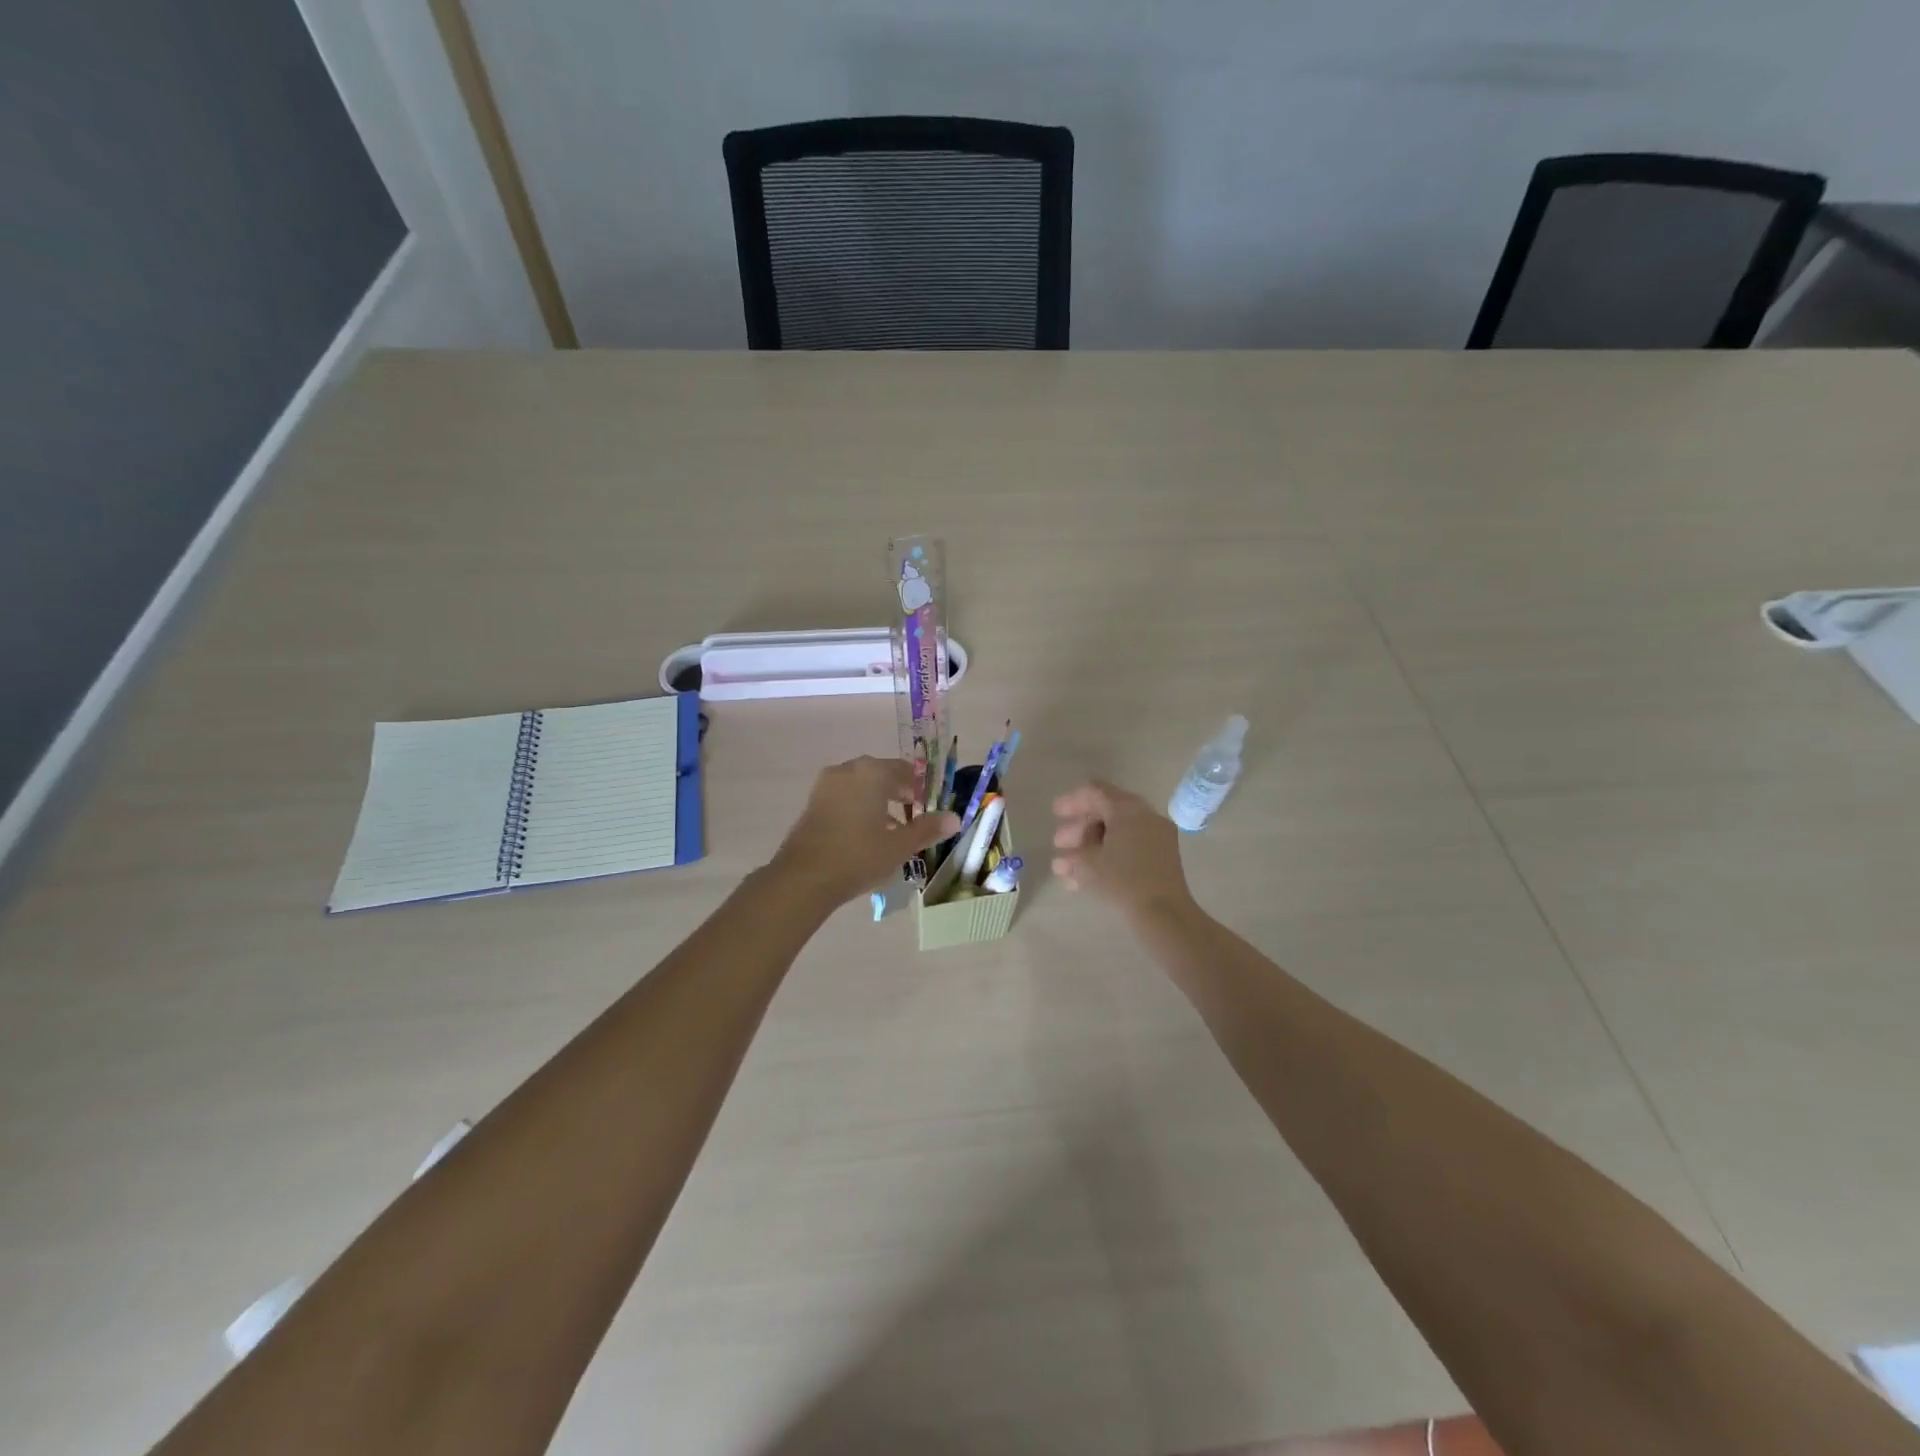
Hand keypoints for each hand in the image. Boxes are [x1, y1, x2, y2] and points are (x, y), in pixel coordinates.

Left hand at [769, 757, 958, 907]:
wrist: (803, 878)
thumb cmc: (858, 856)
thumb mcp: (900, 846)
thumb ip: (928, 829)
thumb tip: (955, 818)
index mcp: (872, 772)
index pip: (904, 770)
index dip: (920, 786)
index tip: (929, 805)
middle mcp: (847, 770)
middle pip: (881, 775)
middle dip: (899, 793)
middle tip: (913, 816)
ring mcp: (826, 785)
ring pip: (861, 786)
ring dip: (878, 802)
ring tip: (892, 829)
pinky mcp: (812, 803)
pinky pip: (844, 797)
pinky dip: (858, 808)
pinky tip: (866, 834)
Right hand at [1052, 781, 1195, 920]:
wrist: (1164, 913)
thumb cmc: (1121, 880)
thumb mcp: (1087, 863)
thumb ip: (1073, 853)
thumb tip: (1068, 855)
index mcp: (1127, 808)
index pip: (1095, 792)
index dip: (1072, 801)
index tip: (1055, 814)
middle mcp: (1145, 815)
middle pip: (1106, 812)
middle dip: (1079, 829)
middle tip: (1059, 844)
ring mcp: (1158, 836)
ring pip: (1117, 833)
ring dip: (1091, 846)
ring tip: (1068, 868)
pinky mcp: (1164, 857)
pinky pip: (1131, 847)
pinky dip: (1110, 855)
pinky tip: (1088, 878)